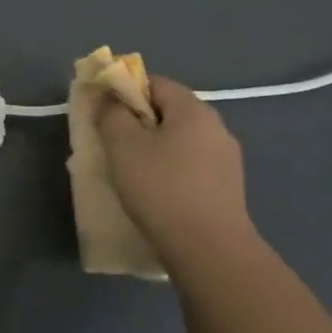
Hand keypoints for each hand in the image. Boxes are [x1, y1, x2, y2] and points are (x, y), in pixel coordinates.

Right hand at [98, 76, 254, 258]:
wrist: (209, 250)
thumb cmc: (161, 188)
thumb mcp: (122, 146)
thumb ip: (111, 114)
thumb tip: (109, 99)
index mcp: (193, 110)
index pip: (155, 83)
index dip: (125, 90)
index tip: (104, 112)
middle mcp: (216, 128)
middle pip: (169, 111)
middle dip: (138, 121)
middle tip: (112, 142)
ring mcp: (226, 160)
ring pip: (180, 141)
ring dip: (153, 148)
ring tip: (130, 171)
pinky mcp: (227, 188)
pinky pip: (190, 166)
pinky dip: (169, 170)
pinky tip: (155, 192)